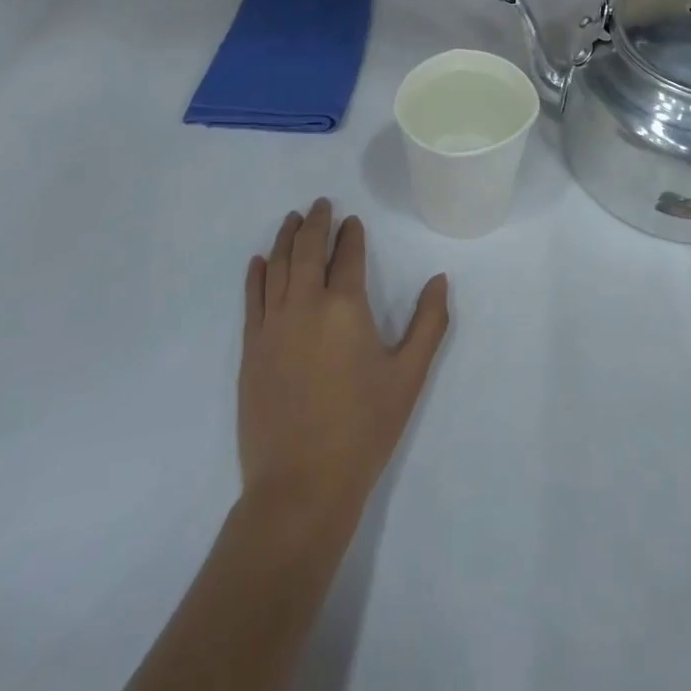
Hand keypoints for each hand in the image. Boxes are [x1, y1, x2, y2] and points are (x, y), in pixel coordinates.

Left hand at [239, 200, 449, 524]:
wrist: (301, 486)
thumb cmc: (363, 429)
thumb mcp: (408, 376)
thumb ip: (429, 323)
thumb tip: (440, 279)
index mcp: (345, 307)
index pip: (348, 256)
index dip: (351, 234)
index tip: (352, 220)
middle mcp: (305, 305)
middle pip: (308, 250)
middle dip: (315, 223)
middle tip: (320, 204)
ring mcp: (272, 326)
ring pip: (278, 267)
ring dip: (286, 239)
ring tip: (292, 219)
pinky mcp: (250, 350)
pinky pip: (252, 299)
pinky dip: (257, 275)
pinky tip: (260, 261)